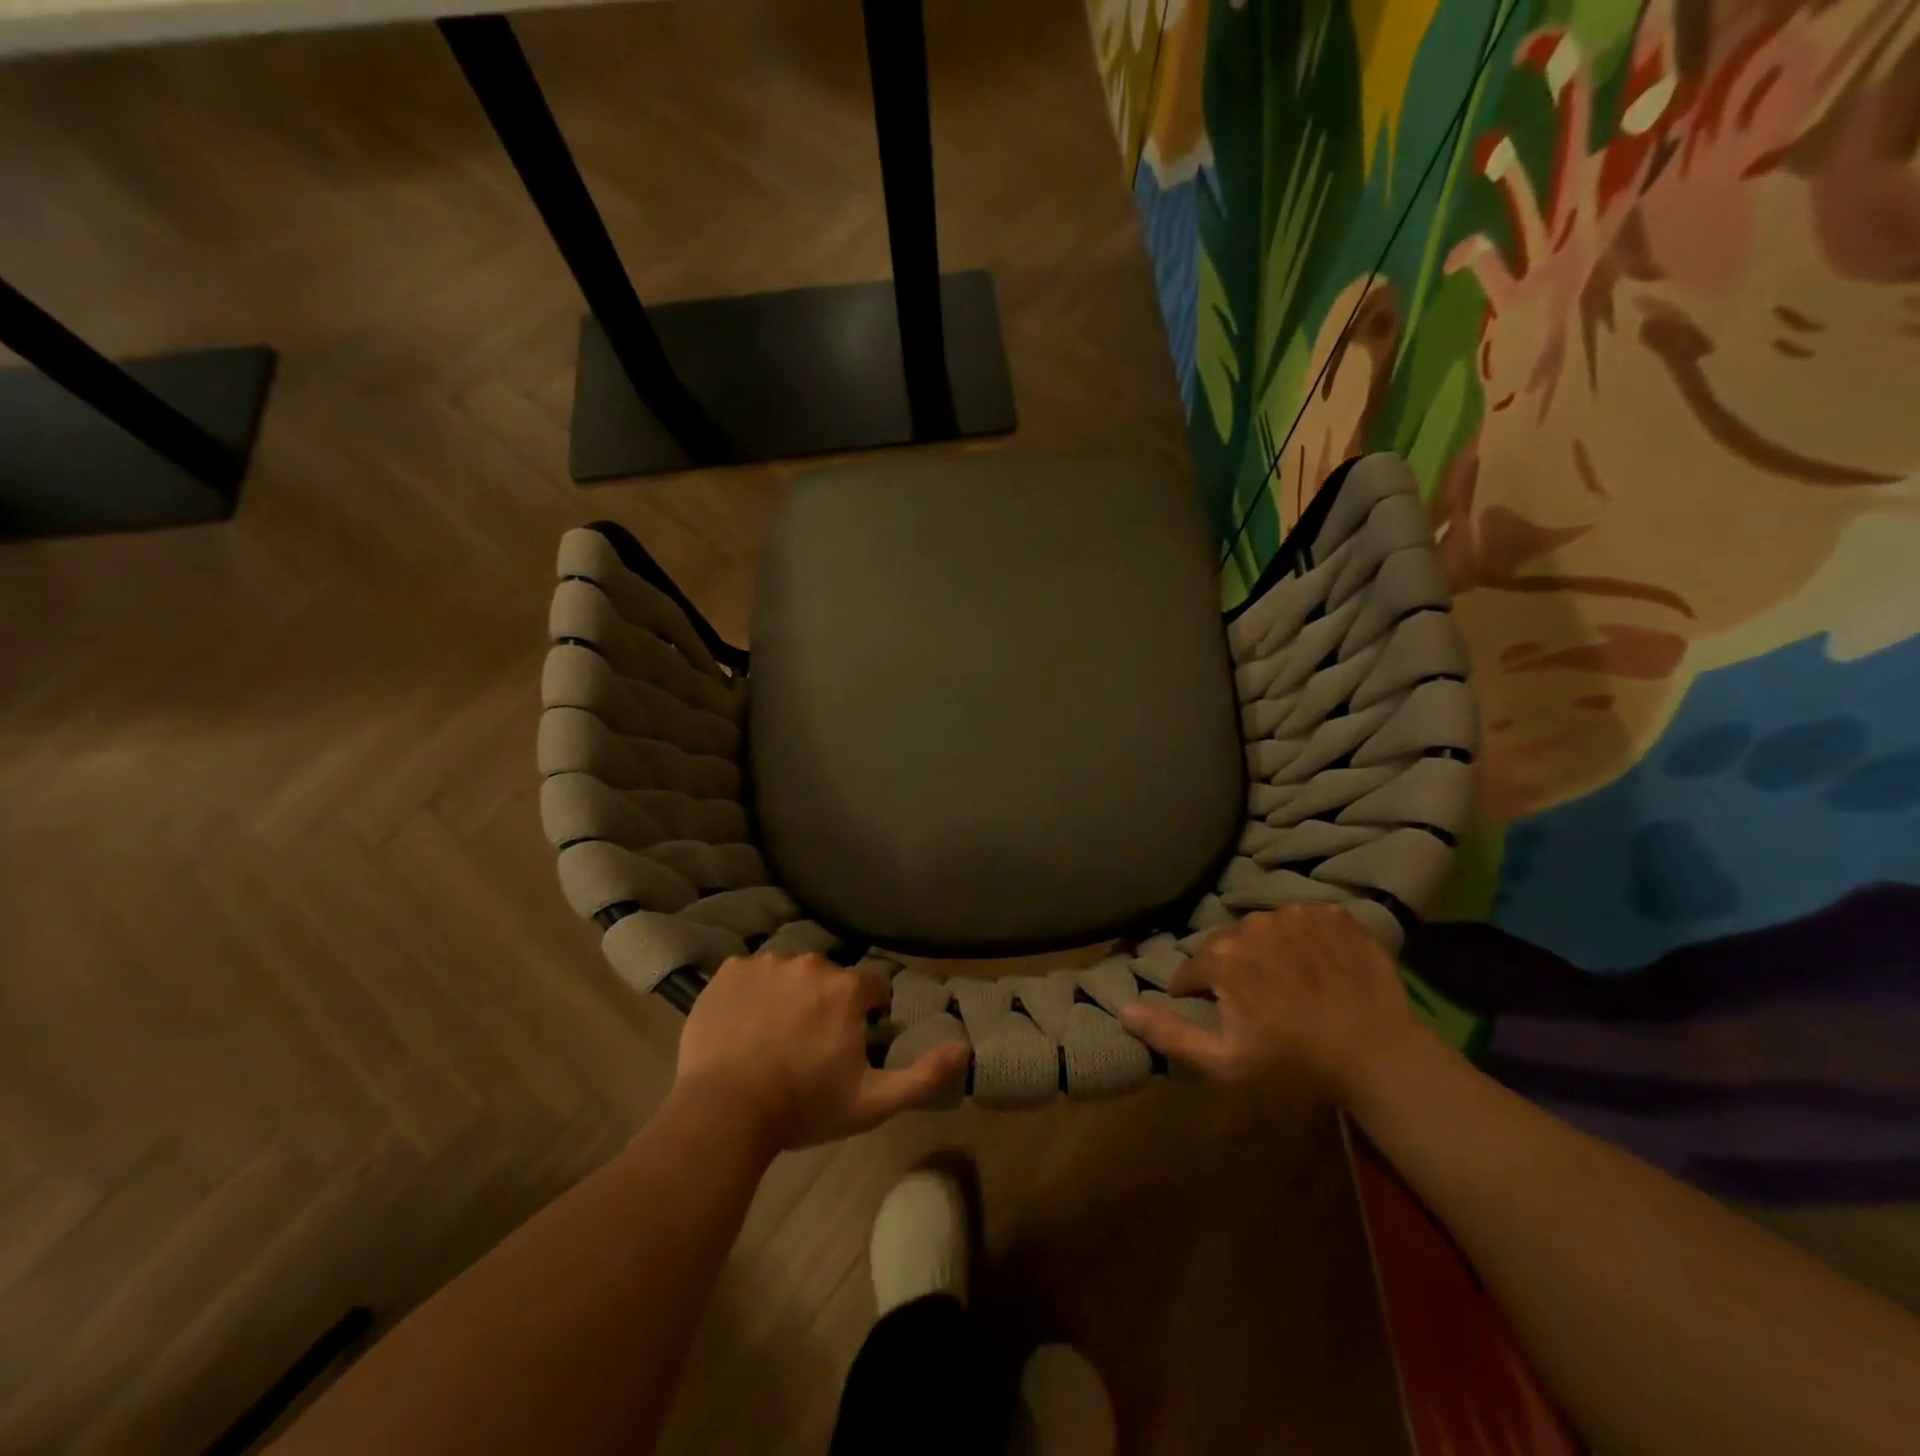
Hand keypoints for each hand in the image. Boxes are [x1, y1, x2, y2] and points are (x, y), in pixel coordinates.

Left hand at [673, 952, 968, 1153]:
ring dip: (789, 996)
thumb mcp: (871, 1102)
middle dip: (826, 1004)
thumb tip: (964, 1047)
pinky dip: (751, 993)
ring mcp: (765, 964)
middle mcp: (810, 962)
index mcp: (846, 989)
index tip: (850, 1043)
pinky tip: (743, 1026)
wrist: (724, 1112)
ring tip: (773, 1037)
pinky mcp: (728, 971)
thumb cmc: (803, 1107)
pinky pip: (750, 974)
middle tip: (809, 1046)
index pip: (871, 987)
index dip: (866, 1014)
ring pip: (789, 973)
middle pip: (829, 977)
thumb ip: (922, 1075)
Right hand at [1120, 904, 1426, 1103]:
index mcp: (1223, 957)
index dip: (1194, 994)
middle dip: (1232, 971)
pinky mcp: (1334, 915)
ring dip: (1268, 953)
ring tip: (1290, 985)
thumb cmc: (1296, 1064)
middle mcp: (1253, 924)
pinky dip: (1305, 941)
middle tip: (1257, 1004)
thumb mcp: (1224, 1062)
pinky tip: (1320, 970)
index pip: (1190, 970)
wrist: (1379, 1054)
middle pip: (1228, 947)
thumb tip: (1123, 1008)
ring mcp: (1297, 915)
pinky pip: (1305, 922)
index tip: (1213, 1014)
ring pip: (1265, 931)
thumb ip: (1169, 1033)